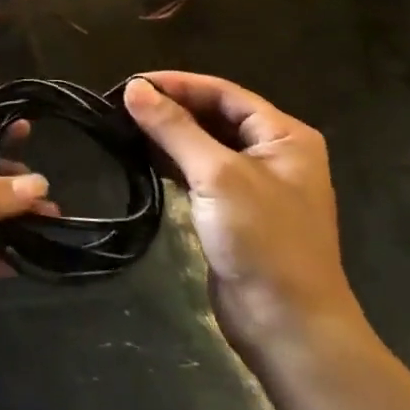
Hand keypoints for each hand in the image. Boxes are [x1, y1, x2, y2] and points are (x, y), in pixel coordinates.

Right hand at [124, 73, 363, 363]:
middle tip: (122, 104)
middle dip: (171, 108)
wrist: (287, 325)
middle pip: (215, 116)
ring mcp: (253, 185)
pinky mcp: (233, 211)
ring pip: (204, 144)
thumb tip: (134, 89)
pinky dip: (171, 162)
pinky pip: (198, 173)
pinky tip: (141, 156)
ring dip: (167, 134)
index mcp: (284, 136)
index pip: (224, 94)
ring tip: (123, 125)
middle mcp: (273, 154)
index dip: (178, 84)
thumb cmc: (262, 240)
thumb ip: (174, 129)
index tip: (132, 83)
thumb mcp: (217, 175)